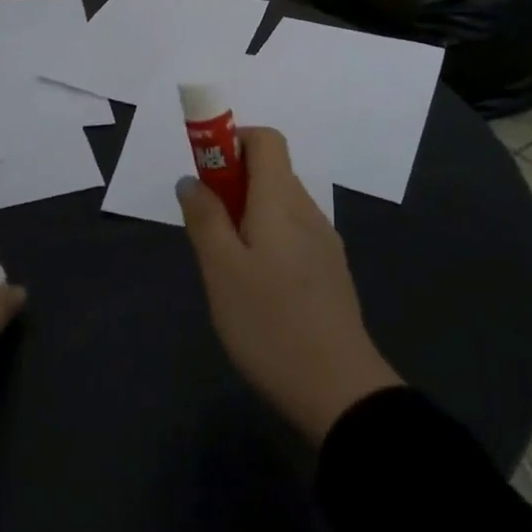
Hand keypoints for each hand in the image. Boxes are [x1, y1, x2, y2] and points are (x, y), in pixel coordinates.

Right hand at [177, 128, 401, 444]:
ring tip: (227, 265)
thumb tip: (191, 180)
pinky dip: (267, 239)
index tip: (206, 172)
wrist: (340, 391)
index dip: (233, 141)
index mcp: (282, 200)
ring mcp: (324, 242)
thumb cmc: (270, 323)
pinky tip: (256, 288)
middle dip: (233, 184)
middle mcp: (307, 210)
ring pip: (280, 206)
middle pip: (271, 172)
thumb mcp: (222, 271)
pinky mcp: (330, 272)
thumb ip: (205, 219)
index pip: (266, 139)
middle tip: (207, 226)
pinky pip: (292, 234)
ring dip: (248, 214)